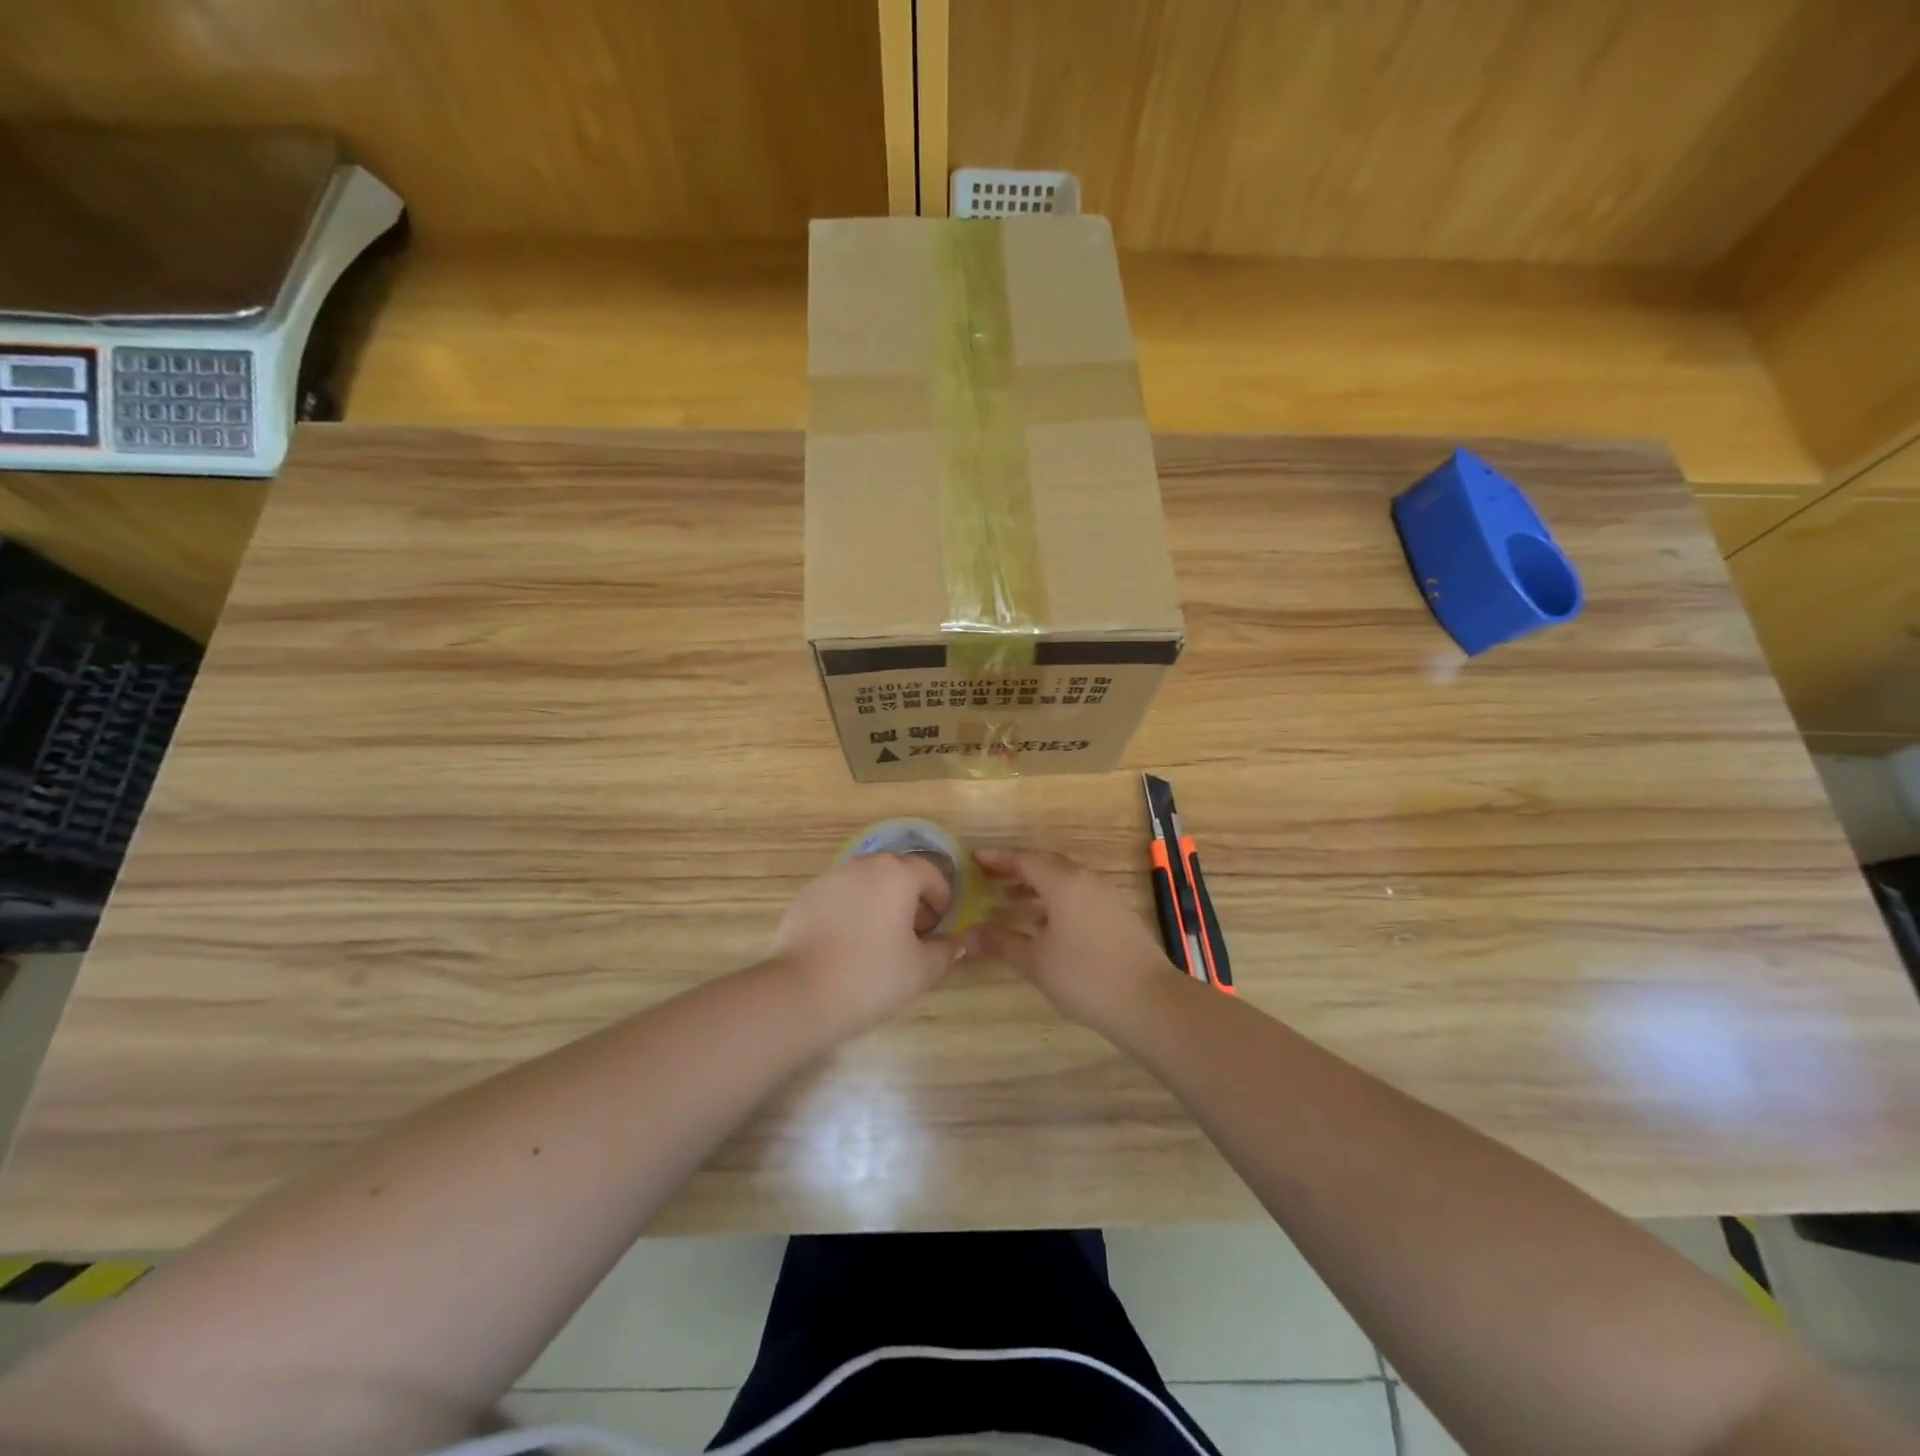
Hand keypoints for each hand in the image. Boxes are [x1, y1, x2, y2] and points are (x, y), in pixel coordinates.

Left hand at [771, 853, 959, 1032]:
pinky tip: (848, 945)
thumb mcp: (922, 970)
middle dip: (911, 898)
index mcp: (897, 874)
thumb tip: (952, 942)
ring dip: (880, 903)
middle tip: (914, 935)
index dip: (942, 899)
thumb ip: (945, 950)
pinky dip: (851, 912)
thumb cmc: (872, 976)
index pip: (931, 873)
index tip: (940, 927)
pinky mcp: (805, 897)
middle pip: (897, 873)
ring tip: (880, 941)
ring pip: (866, 883)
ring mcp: (830, 878)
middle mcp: (863, 865)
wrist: (801, 994)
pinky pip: (840, 897)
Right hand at [965, 847, 1175, 1031]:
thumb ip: (1001, 943)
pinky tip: (1046, 924)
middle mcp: (1086, 880)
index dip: (998, 859)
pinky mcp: (1118, 913)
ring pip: (1065, 879)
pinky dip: (1057, 899)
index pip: (1024, 860)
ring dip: (1037, 885)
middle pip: (1046, 864)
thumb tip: (967, 935)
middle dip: (1016, 869)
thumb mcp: (1036, 961)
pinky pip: (1080, 894)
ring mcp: (1106, 896)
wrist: (1150, 1002)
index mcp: (1063, 883)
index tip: (974, 859)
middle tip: (989, 877)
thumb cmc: (1086, 977)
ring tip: (1010, 901)